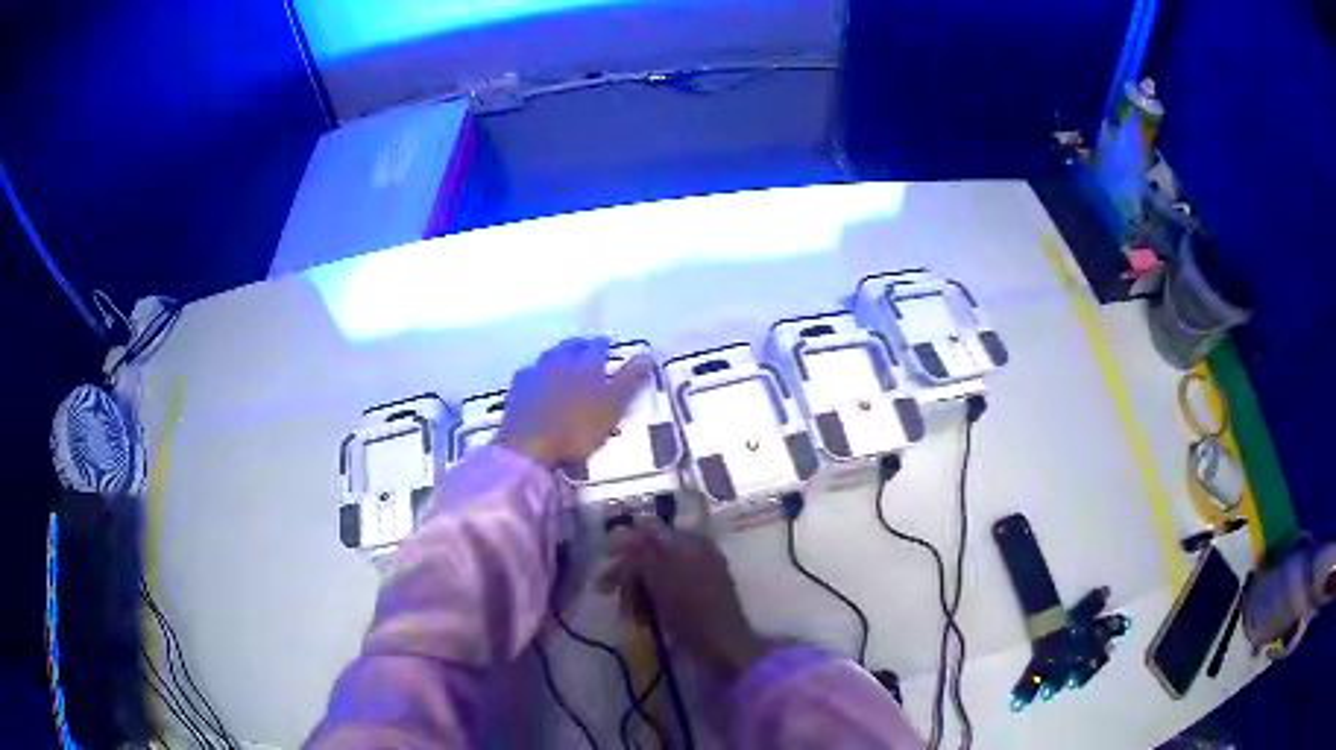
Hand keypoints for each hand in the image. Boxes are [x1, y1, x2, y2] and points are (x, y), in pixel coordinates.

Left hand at [495, 337, 652, 468]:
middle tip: (586, 349)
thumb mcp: (613, 406)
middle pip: (571, 346)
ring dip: (558, 355)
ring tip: (563, 361)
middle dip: (580, 346)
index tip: (608, 344)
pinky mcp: (517, 388)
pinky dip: (537, 372)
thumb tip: (648, 354)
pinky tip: (537, 379)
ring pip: (549, 356)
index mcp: (586, 364)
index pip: (598, 346)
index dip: (604, 345)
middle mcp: (560, 361)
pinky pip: (530, 372)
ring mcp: (535, 372)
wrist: (529, 444)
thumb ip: (630, 380)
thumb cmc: (577, 428)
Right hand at [597, 522, 769, 681]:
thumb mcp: (659, 579)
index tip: (602, 556)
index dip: (623, 540)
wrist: (723, 648)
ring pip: (653, 576)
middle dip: (627, 573)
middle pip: (648, 554)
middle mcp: (694, 553)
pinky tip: (643, 621)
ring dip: (635, 593)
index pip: (649, 529)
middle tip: (604, 590)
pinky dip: (650, 604)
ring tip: (632, 616)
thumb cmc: (691, 611)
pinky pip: (664, 592)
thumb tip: (620, 531)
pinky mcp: (695, 598)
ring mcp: (696, 576)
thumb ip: (639, 553)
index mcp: (689, 542)